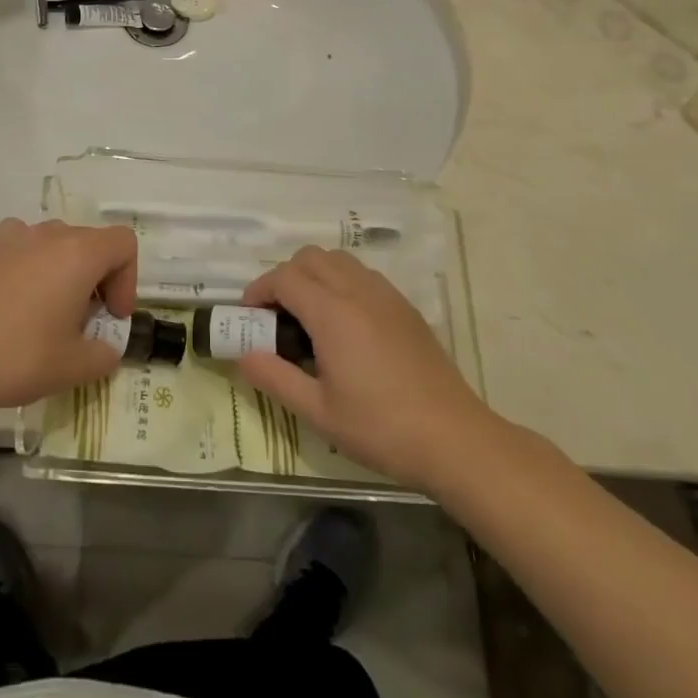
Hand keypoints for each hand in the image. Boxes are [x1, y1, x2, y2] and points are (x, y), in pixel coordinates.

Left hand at [0, 219, 137, 413]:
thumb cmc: (19, 356)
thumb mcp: (75, 366)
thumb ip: (105, 353)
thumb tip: (105, 346)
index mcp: (79, 252)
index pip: (124, 244)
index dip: (128, 280)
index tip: (111, 317)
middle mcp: (50, 233)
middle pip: (92, 243)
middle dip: (99, 280)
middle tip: (86, 324)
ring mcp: (15, 236)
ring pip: (58, 243)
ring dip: (67, 272)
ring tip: (52, 314)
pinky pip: (26, 246)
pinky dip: (34, 265)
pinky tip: (21, 299)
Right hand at [237, 246, 493, 490]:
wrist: (454, 439)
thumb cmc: (381, 428)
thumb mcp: (318, 411)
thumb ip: (275, 378)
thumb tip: (243, 355)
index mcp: (332, 313)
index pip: (284, 278)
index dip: (259, 290)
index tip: (248, 315)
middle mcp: (358, 291)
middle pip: (310, 257)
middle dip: (284, 276)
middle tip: (277, 314)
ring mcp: (386, 296)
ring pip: (339, 260)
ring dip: (315, 275)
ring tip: (309, 316)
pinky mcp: (405, 308)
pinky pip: (363, 275)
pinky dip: (342, 283)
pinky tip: (345, 324)